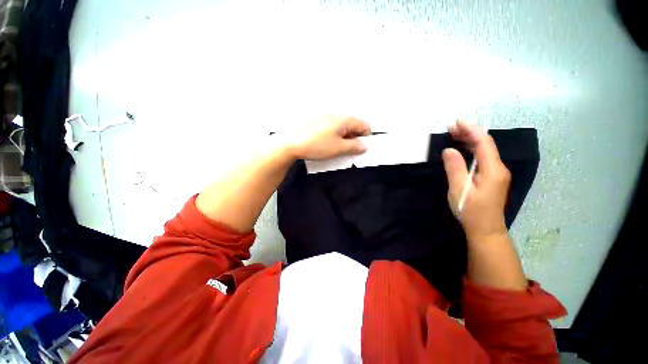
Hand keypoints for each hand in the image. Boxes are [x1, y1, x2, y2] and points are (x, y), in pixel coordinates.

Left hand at [286, 116, 370, 159]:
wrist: (290, 143)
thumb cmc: (315, 145)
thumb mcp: (338, 149)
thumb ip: (354, 147)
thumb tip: (363, 146)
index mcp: (344, 119)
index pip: (364, 125)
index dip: (365, 138)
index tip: (360, 148)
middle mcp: (336, 113)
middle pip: (352, 125)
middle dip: (353, 138)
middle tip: (347, 150)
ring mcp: (325, 115)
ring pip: (341, 126)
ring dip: (343, 136)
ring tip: (335, 147)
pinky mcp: (316, 119)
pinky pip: (331, 126)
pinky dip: (333, 134)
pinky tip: (326, 142)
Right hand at [442, 121, 510, 242]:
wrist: (485, 229)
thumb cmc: (471, 210)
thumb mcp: (459, 189)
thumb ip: (455, 167)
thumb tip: (449, 149)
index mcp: (493, 169)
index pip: (484, 143)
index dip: (471, 130)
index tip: (457, 122)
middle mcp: (498, 168)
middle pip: (486, 144)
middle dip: (470, 133)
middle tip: (452, 127)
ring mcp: (496, 173)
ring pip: (485, 150)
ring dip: (470, 141)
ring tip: (455, 134)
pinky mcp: (491, 178)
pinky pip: (483, 158)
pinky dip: (472, 150)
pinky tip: (464, 149)